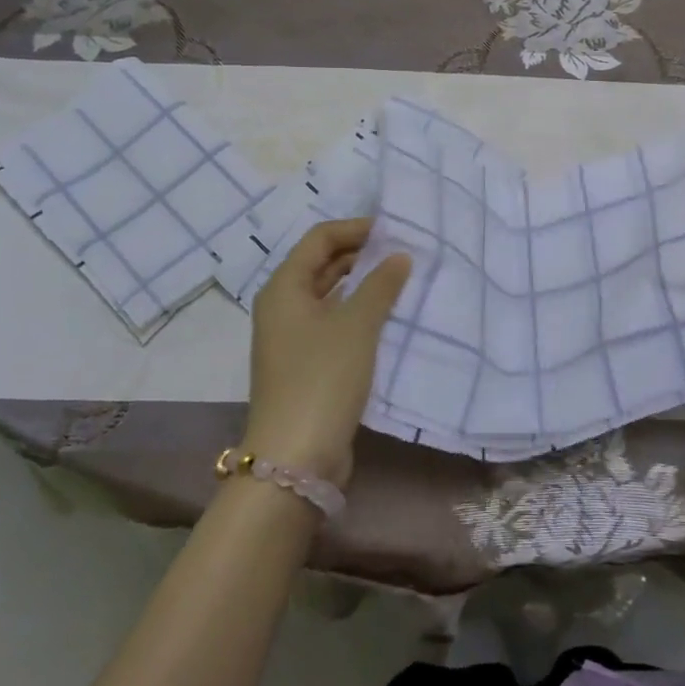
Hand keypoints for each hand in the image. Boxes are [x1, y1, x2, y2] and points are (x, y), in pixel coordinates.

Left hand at [243, 219, 410, 489]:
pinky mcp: (304, 364)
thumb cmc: (323, 377)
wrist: (296, 457)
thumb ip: (381, 284)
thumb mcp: (357, 324)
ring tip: (400, 278)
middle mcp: (282, 306)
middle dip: (360, 254)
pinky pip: (332, 321)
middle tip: (402, 251)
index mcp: (284, 287)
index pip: (320, 238)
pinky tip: (385, 315)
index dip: (355, 228)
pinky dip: (357, 311)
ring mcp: (291, 337)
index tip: (394, 230)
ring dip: (361, 283)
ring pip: (329, 294)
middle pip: (321, 263)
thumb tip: (399, 256)